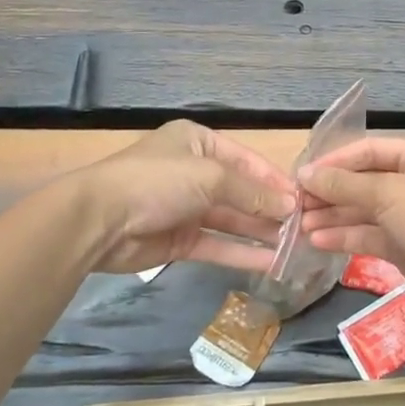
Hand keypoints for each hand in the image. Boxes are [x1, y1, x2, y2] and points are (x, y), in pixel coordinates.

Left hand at [72, 121, 296, 275]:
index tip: (305, 198)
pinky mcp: (179, 240)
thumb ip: (252, 193)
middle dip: (270, 208)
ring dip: (260, 231)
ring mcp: (186, 207)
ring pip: (231, 220)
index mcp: (198, 142)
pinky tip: (271, 263)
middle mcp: (194, 171)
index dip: (275, 179)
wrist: (99, 220)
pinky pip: (217, 244)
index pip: (246, 160)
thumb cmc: (158, 181)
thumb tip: (290, 205)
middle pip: (240, 190)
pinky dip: (242, 252)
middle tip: (304, 226)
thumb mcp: (210, 177)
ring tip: (294, 246)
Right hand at [297, 138, 404, 313]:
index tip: (304, 173)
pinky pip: (370, 236)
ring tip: (298, 224)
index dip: (336, 160)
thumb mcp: (387, 192)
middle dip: (331, 192)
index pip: (370, 150)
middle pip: (365, 182)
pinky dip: (345, 237)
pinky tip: (317, 240)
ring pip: (364, 212)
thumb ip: (344, 184)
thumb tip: (305, 173)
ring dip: (333, 216)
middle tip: (295, 202)